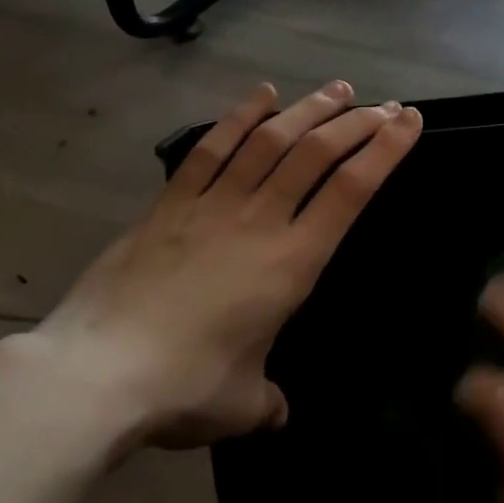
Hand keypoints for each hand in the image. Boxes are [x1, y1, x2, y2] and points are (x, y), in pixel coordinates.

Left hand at [36, 81, 422, 447]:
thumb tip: (276, 412)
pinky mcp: (170, 204)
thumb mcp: (242, 406)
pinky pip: (211, 149)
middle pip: (316, 154)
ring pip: (269, 141)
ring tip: (337, 90)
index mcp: (292, 263)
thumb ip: (268, 402)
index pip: (350, 192)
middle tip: (383, 105)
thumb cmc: (183, 388)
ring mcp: (211, 205)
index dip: (385, 151)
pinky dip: (239, 117)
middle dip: (356, 123)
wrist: (95, 374)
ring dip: (308, 110)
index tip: (408, 122)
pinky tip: (262, 95)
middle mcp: (259, 221)